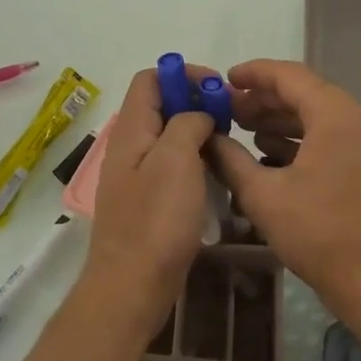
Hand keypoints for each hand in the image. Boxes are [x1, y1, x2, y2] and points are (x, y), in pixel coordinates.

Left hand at [82, 66, 218, 344]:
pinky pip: (172, 164)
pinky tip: (216, 172)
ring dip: (198, 130)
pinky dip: (194, 158)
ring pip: (169, 135)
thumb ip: (187, 123)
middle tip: (230, 116)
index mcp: (131, 129)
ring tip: (229, 142)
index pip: (150, 78)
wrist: (133, 285)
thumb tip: (198, 114)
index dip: (183, 74)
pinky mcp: (149, 200)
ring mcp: (138, 174)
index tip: (217, 89)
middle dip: (195, 101)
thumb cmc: (156, 219)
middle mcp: (130, 145)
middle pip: (160, 105)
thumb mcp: (176, 159)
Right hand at [206, 60, 360, 313]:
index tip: (226, 80)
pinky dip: (305, 142)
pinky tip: (275, 159)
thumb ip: (230, 159)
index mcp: (337, 116)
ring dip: (284, 122)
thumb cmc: (319, 234)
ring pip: (322, 119)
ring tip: (247, 133)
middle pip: (308, 95)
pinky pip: (336, 140)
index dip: (254, 74)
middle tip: (230, 111)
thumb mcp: (263, 195)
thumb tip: (208, 139)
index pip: (291, 76)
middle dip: (266, 100)